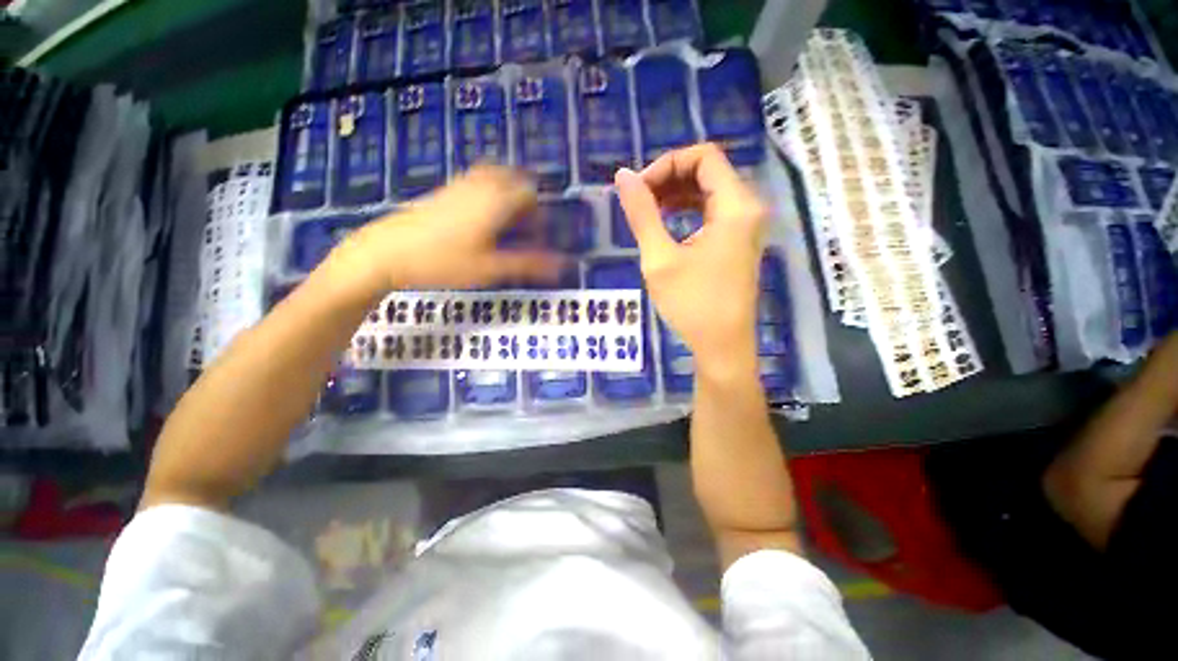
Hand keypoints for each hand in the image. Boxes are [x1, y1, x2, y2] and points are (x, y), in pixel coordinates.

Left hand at [331, 166, 563, 291]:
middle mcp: (481, 185)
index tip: (541, 236)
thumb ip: (529, 264)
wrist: (387, 251)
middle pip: (514, 179)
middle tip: (527, 227)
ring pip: (494, 177)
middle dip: (526, 201)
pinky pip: (477, 181)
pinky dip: (489, 193)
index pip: (530, 193)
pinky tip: (483, 219)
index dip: (541, 214)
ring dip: (508, 194)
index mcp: (496, 201)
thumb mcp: (491, 268)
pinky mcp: (445, 191)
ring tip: (508, 222)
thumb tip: (562, 265)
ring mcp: (460, 185)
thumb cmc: (444, 261)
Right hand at [615, 144, 766, 378]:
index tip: (639, 190)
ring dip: (677, 194)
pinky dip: (689, 210)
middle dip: (670, 178)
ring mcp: (746, 226)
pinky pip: (714, 211)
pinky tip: (667, 223)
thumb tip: (622, 176)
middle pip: (708, 171)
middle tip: (639, 200)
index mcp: (735, 207)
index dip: (666, 165)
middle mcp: (748, 208)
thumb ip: (642, 214)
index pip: (704, 156)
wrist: (722, 346)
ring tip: (648, 211)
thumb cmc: (691, 305)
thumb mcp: (659, 258)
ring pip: (710, 191)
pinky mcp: (739, 242)